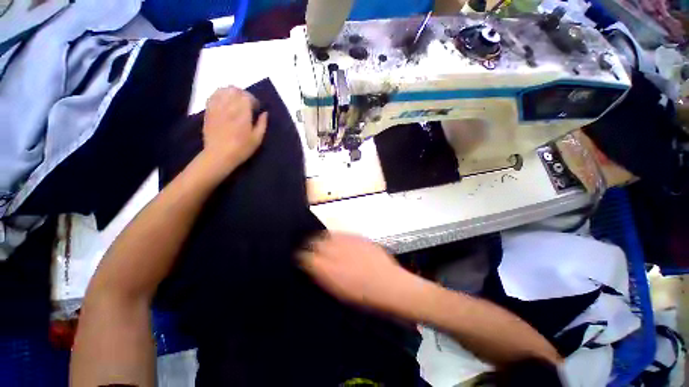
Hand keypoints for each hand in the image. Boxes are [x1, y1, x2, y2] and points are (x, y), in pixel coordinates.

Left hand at [199, 86, 267, 178]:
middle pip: (235, 90)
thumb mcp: (257, 139)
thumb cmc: (241, 148)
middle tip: (247, 103)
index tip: (256, 108)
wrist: (219, 155)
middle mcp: (229, 106)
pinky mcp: (209, 111)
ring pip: (223, 90)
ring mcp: (217, 107)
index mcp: (242, 113)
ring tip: (235, 101)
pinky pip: (213, 96)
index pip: (247, 96)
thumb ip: (262, 124)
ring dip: (231, 92)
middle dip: (243, 94)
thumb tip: (265, 113)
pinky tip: (224, 101)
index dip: (253, 100)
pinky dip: (220, 95)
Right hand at [298, 233, 411, 309]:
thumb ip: (323, 278)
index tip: (301, 259)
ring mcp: (348, 242)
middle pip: (315, 242)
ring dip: (322, 239)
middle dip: (310, 246)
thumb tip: (313, 268)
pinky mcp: (358, 237)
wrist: (390, 284)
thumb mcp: (339, 292)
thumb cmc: (364, 297)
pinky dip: (335, 236)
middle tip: (311, 250)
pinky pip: (341, 233)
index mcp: (329, 270)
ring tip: (322, 243)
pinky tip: (337, 240)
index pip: (306, 258)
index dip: (302, 257)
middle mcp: (336, 253)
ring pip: (327, 235)